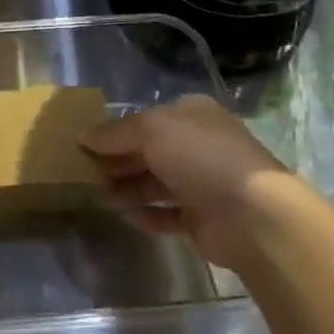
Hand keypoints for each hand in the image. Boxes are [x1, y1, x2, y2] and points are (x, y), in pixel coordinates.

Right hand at [80, 95, 299, 269]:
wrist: (251, 214)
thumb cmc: (199, 156)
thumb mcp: (150, 129)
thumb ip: (114, 133)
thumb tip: (83, 137)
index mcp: (191, 114)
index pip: (144, 119)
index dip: (114, 130)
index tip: (82, 144)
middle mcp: (197, 145)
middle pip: (147, 151)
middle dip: (116, 161)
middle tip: (82, 172)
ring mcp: (202, 183)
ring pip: (154, 183)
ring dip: (126, 188)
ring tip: (97, 195)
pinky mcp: (202, 218)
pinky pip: (166, 214)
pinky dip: (145, 214)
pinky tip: (125, 216)